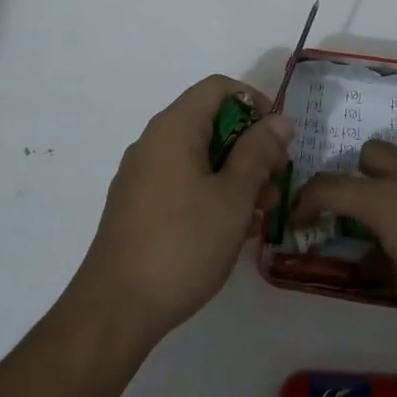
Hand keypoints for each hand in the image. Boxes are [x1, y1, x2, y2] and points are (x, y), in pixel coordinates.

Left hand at [73, 75, 293, 343]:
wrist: (116, 308)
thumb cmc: (183, 244)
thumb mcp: (233, 197)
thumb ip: (259, 152)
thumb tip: (279, 119)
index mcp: (173, 128)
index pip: (218, 88)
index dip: (255, 103)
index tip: (279, 140)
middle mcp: (153, 142)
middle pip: (209, 122)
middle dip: (250, 146)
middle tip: (276, 183)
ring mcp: (141, 175)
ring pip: (198, 156)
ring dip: (235, 175)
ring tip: (262, 214)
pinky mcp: (137, 206)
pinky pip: (182, 182)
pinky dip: (211, 193)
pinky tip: (232, 229)